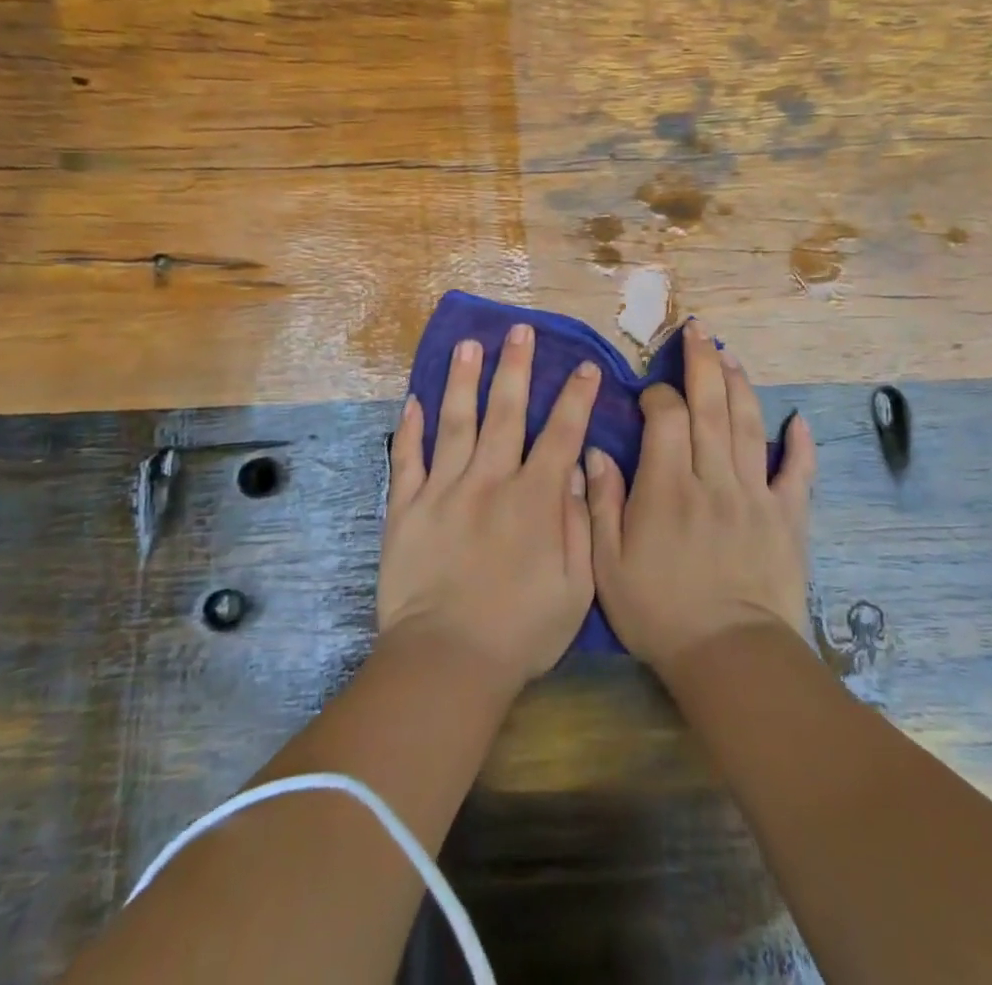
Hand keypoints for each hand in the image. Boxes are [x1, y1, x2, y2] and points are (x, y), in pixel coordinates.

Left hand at [379, 324, 600, 693]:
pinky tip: (413, 400)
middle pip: (505, 412)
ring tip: (468, 344)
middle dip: (516, 367)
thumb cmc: (520, 631)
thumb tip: (578, 470)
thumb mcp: (576, 587)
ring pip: (455, 422)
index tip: (585, 366)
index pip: (562, 434)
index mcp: (534, 499)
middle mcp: (490, 481)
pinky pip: (407, 459)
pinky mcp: (406, 508)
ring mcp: (443, 491)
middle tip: (520, 330)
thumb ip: (579, 523)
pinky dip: (409, 428)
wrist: (447, 662)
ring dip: (463, 380)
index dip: (576, 397)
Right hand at [587, 320, 815, 676]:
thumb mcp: (608, 565)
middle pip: (711, 406)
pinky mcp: (787, 517)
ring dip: (740, 386)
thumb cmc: (660, 613)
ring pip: (749, 426)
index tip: (650, 392)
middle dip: (703, 363)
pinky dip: (799, 445)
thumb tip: (594, 452)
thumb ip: (601, 504)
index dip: (658, 395)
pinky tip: (799, 420)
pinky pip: (797, 473)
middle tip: (699, 330)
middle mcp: (714, 478)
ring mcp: (755, 495)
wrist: (730, 659)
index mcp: (668, 487)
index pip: (667, 419)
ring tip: (731, 355)